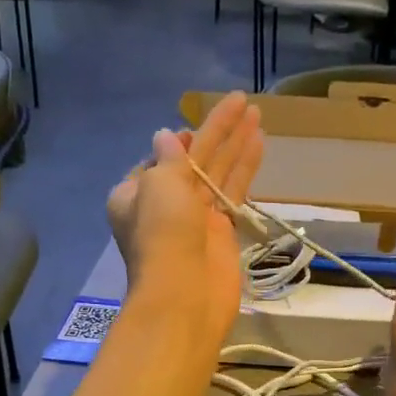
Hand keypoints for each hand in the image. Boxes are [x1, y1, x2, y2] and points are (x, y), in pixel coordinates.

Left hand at [106, 90, 262, 345]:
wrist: (185, 294)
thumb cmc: (163, 234)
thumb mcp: (159, 185)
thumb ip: (168, 158)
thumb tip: (167, 136)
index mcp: (134, 195)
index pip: (158, 160)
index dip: (178, 142)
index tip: (192, 130)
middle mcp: (163, 205)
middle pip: (194, 159)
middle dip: (217, 130)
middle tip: (242, 101)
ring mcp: (195, 218)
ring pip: (218, 172)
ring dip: (236, 143)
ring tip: (257, 112)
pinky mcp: (222, 231)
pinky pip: (234, 191)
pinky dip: (246, 167)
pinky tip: (260, 143)